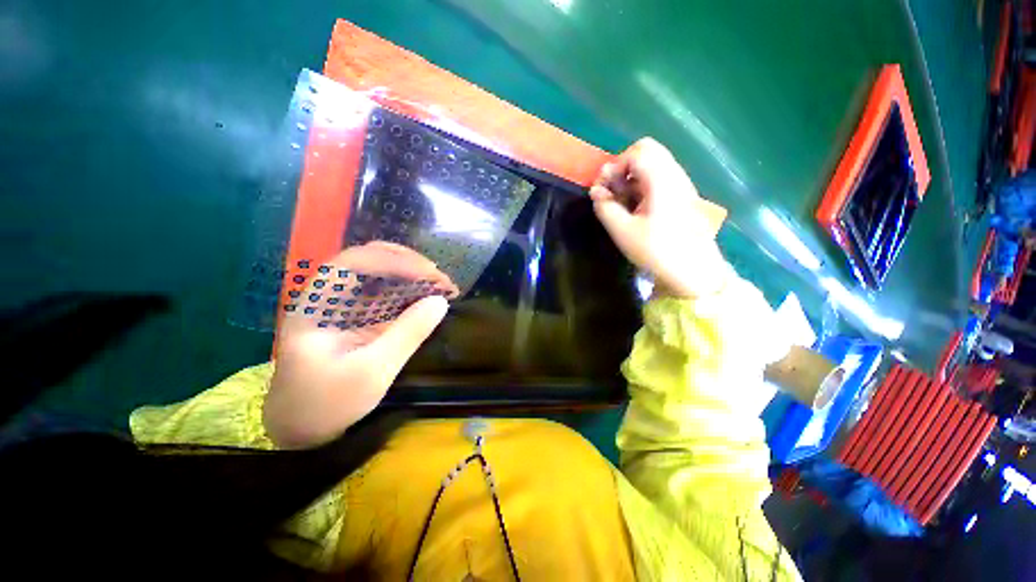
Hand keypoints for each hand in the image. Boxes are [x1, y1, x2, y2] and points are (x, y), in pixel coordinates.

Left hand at [265, 242, 456, 447]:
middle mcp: (330, 297)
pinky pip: (388, 295)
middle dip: (408, 264)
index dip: (392, 261)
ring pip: (381, 275)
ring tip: (443, 286)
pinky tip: (431, 297)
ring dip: (414, 276)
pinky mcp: (361, 317)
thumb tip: (441, 302)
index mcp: (317, 305)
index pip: (353, 263)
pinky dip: (412, 293)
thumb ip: (407, 334)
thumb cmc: (328, 403)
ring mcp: (346, 306)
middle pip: (369, 261)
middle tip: (440, 279)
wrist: (303, 429)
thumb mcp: (373, 371)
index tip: (428, 274)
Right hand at [589, 138, 724, 298]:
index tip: (605, 189)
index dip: (615, 166)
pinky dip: (642, 185)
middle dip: (624, 167)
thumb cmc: (656, 251)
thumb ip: (605, 207)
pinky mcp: (683, 196)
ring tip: (621, 201)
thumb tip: (595, 192)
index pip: (637, 152)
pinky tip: (636, 207)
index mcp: (662, 181)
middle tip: (612, 190)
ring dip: (632, 176)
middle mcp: (675, 175)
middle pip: (648, 151)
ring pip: (654, 163)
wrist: (693, 270)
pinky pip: (660, 177)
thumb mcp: (623, 231)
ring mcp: (681, 184)